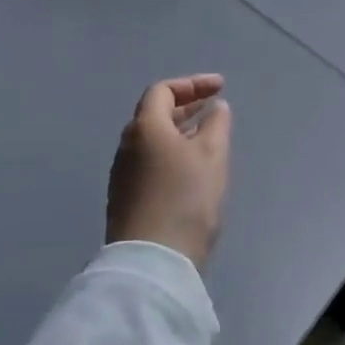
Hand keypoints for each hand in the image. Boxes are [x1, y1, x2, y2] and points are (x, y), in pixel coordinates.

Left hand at [108, 74, 232, 268]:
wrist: (153, 261)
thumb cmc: (186, 198)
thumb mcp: (212, 155)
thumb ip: (216, 124)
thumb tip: (215, 108)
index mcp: (145, 127)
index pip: (163, 91)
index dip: (192, 84)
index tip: (220, 87)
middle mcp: (127, 146)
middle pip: (155, 114)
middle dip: (186, 106)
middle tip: (214, 106)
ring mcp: (123, 174)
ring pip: (153, 140)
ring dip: (179, 130)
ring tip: (207, 135)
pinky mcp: (126, 199)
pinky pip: (150, 161)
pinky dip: (172, 152)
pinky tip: (191, 168)